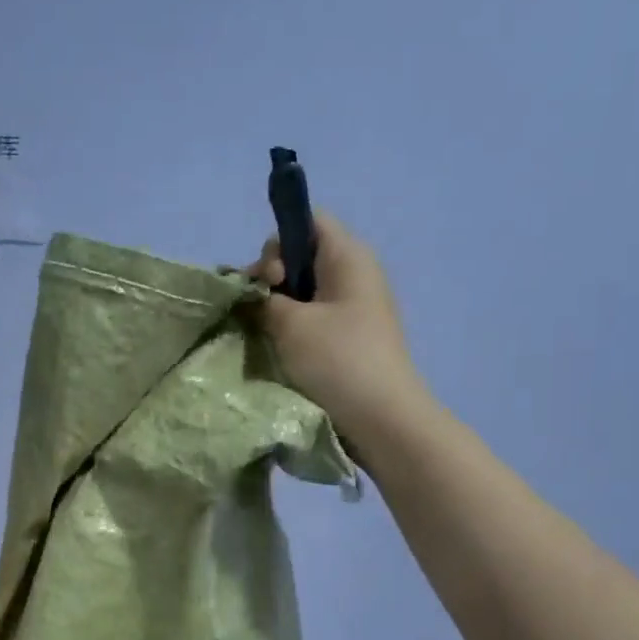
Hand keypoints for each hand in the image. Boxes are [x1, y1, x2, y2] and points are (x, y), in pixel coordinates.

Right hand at [248, 214, 430, 450]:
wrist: (381, 418)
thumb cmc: (337, 361)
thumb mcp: (290, 323)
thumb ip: (264, 298)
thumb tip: (257, 294)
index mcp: (348, 256)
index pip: (308, 221)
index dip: (279, 241)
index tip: (268, 279)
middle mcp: (355, 274)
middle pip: (302, 256)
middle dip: (272, 277)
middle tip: (259, 309)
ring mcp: (355, 308)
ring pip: (305, 291)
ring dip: (280, 307)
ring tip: (263, 332)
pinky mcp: (350, 337)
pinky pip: (314, 318)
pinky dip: (293, 327)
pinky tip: (279, 348)